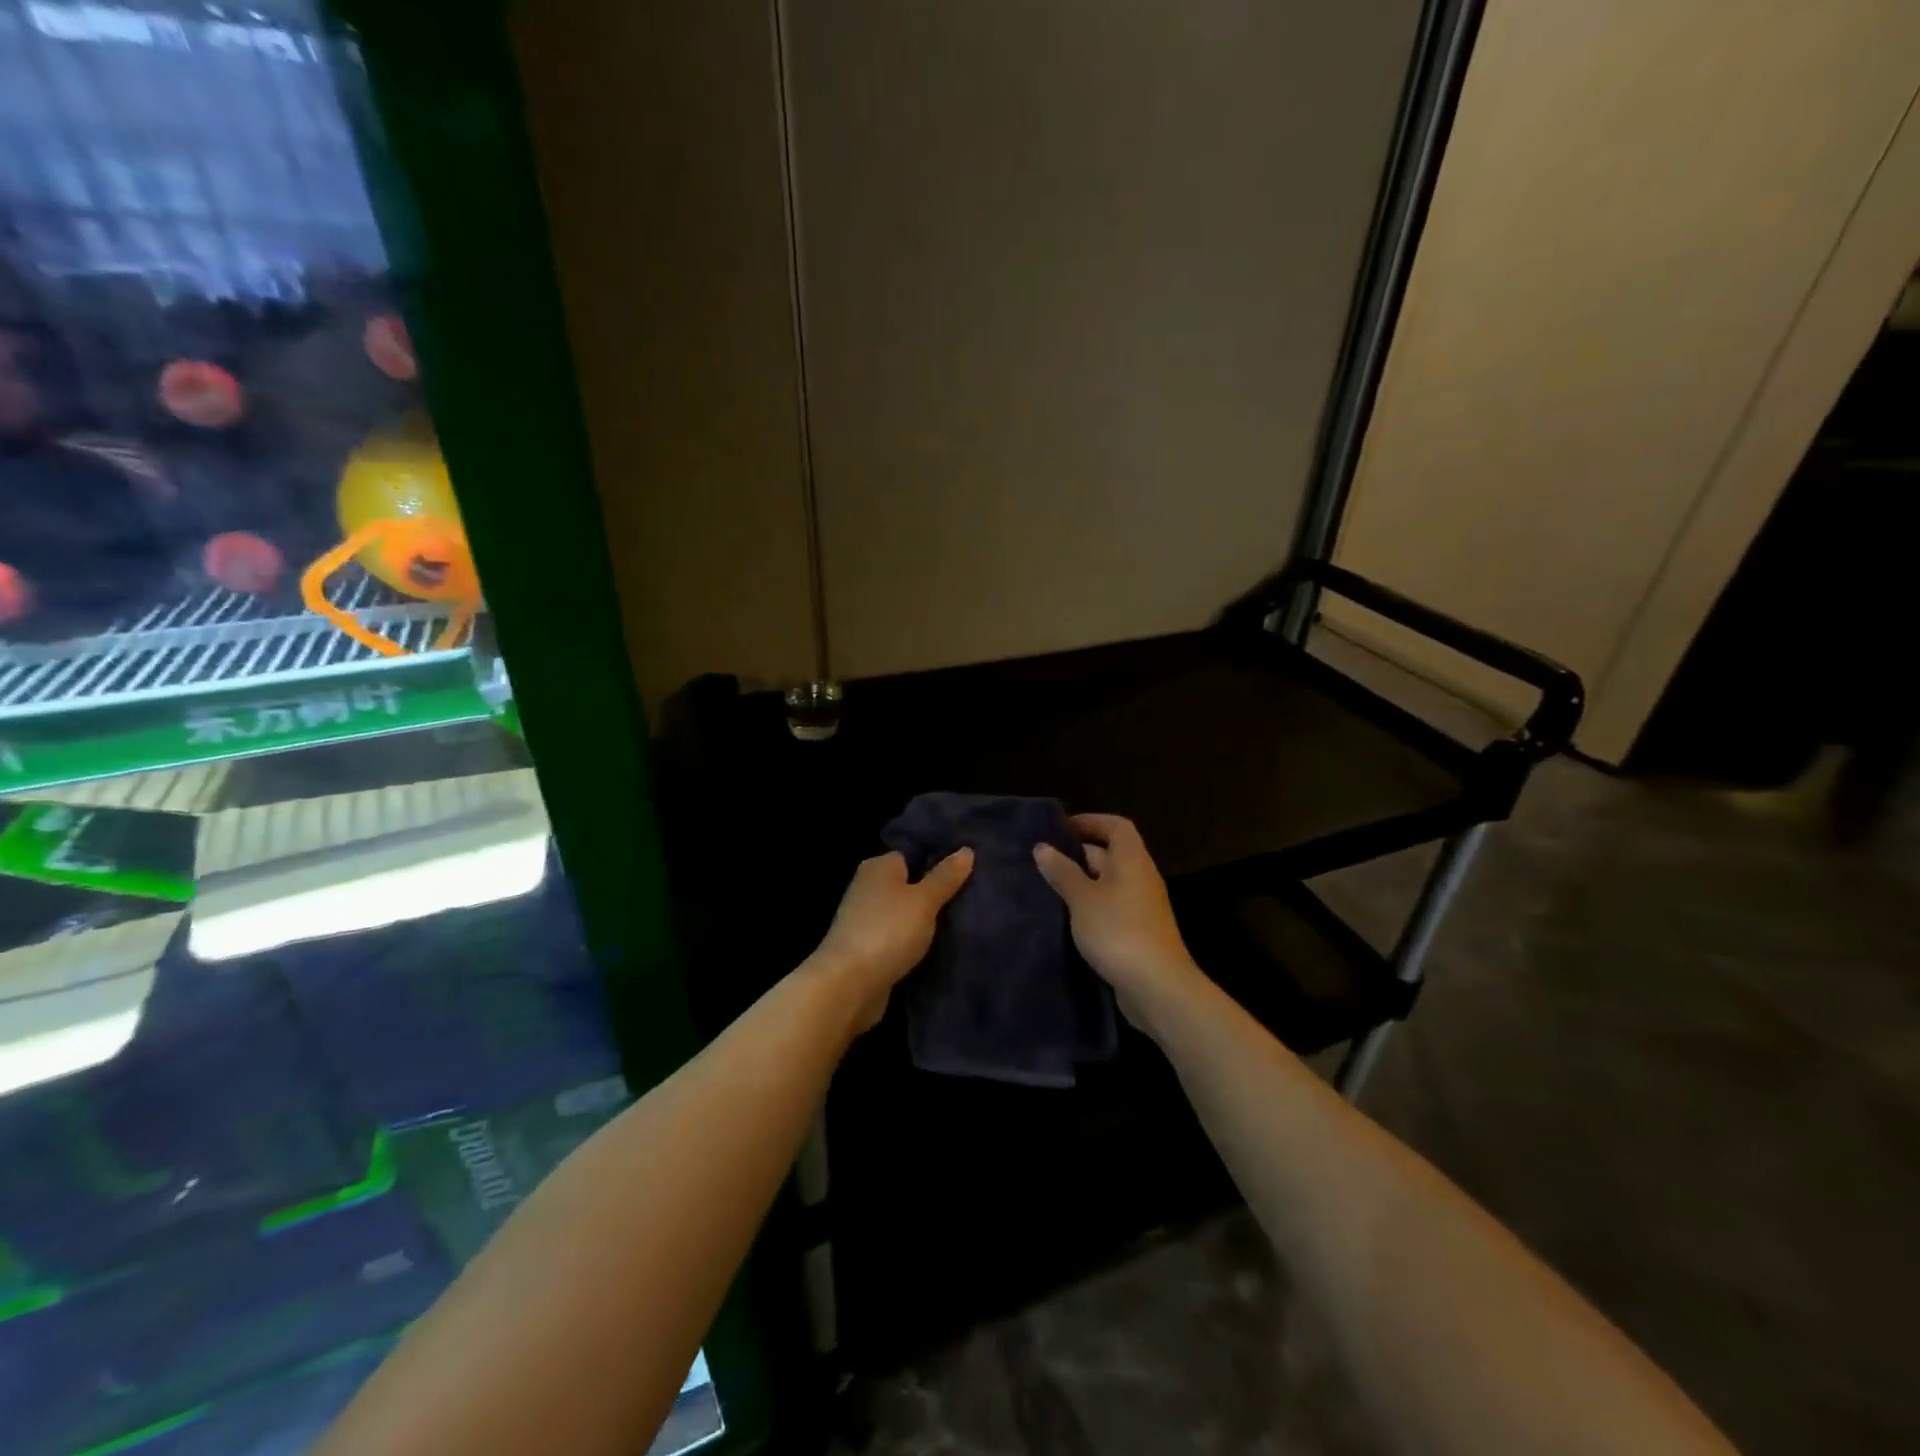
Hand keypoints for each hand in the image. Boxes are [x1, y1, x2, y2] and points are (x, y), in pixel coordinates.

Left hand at [807, 849, 973, 1032]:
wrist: (848, 986)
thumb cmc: (887, 932)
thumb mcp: (923, 901)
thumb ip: (945, 877)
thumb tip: (967, 850)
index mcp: (879, 867)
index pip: (913, 854)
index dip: (939, 860)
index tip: (968, 871)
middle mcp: (869, 887)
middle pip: (910, 884)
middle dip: (936, 893)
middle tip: (972, 898)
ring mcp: (866, 919)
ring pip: (906, 913)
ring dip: (926, 921)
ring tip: (962, 923)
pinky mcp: (868, 948)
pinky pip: (899, 936)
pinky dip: (914, 941)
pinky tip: (939, 947)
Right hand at [1033, 814, 1205, 1033]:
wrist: (1157, 986)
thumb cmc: (1118, 931)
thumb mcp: (1082, 898)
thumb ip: (1062, 872)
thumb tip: (1043, 847)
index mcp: (1132, 860)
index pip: (1116, 826)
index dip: (1090, 822)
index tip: (1060, 829)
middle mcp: (1141, 877)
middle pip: (1111, 853)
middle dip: (1079, 854)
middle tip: (1045, 861)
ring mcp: (1142, 906)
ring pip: (1109, 883)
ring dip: (1082, 883)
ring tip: (1049, 888)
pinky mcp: (1138, 931)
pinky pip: (1111, 907)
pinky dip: (1090, 906)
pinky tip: (1067, 919)